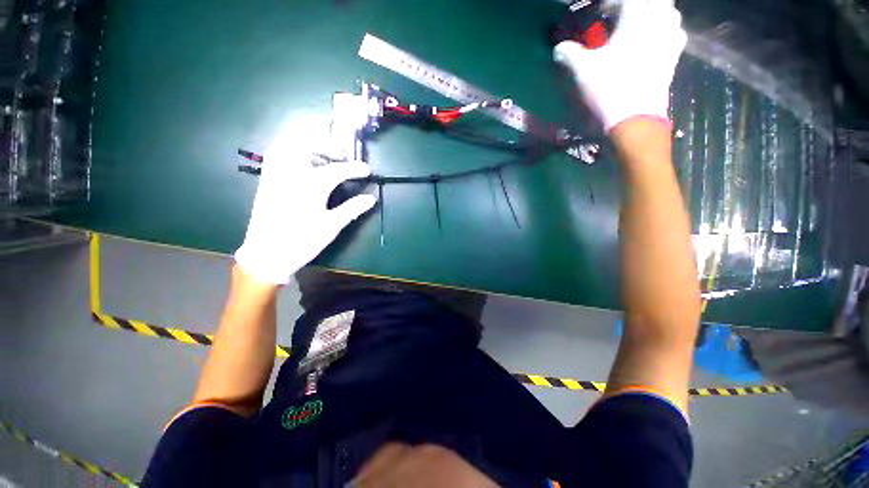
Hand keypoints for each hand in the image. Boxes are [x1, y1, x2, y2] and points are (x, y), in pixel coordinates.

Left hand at [235, 114, 376, 284]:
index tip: (367, 170)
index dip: (355, 168)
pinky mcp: (266, 181)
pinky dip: (290, 151)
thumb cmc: (303, 241)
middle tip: (341, 154)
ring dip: (307, 145)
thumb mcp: (332, 226)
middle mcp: (291, 174)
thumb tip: (371, 199)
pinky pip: (276, 155)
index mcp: (311, 185)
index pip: (337, 170)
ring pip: (288, 146)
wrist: (267, 254)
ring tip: (322, 156)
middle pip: (306, 144)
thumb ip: (352, 209)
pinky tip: (301, 163)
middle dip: (327, 144)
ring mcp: (276, 175)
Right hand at [553, 0, 686, 131]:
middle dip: (634, 7)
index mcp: (637, 14)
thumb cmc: (609, 87)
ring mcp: (672, 36)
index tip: (598, 12)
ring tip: (636, 27)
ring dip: (652, 15)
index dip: (609, 3)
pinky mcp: (675, 55)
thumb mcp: (583, 69)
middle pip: (652, 0)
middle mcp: (659, 18)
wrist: (635, 117)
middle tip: (619, 17)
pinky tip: (651, 42)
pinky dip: (662, 31)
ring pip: (667, 12)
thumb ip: (570, 53)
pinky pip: (673, 32)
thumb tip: (558, 48)